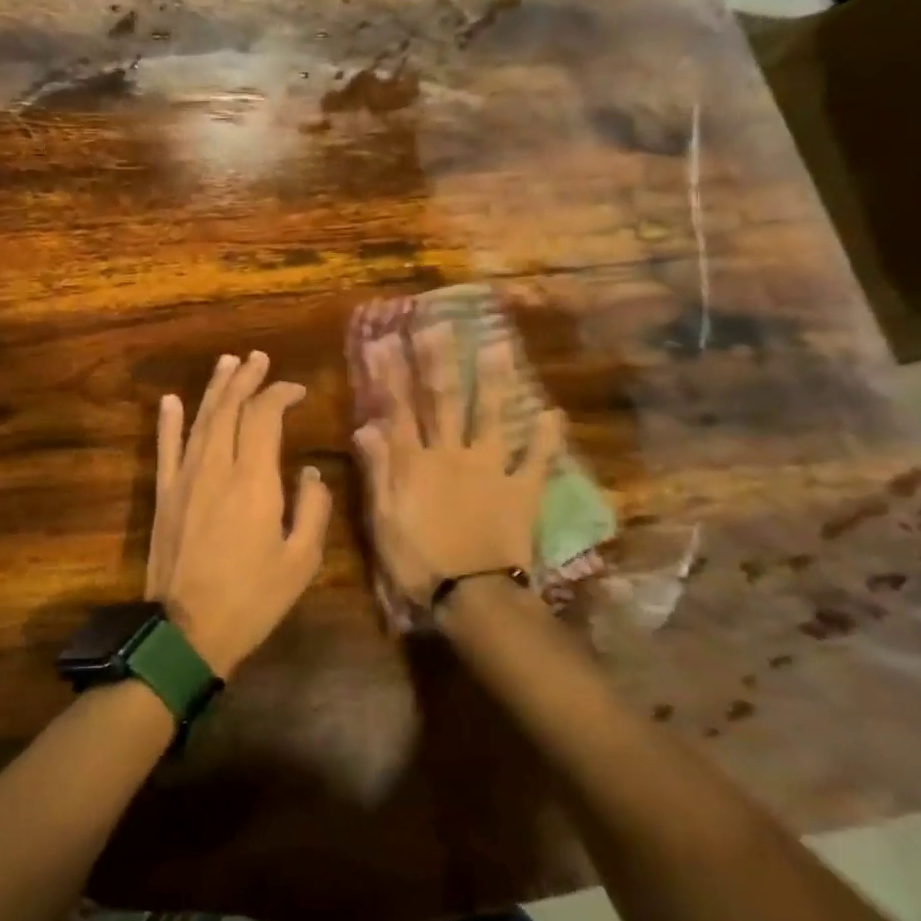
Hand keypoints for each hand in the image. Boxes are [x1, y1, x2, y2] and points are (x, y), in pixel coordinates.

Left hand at [145, 351, 332, 676]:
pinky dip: (169, 422)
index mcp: (254, 480)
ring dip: (214, 389)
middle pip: (229, 408)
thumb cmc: (252, 599)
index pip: (264, 417)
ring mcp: (184, 479)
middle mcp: (216, 468)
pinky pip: (165, 449)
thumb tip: (309, 474)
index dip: (280, 395)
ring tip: (226, 363)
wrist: (186, 631)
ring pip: (199, 420)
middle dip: (245, 379)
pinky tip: (171, 401)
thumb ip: (312, 510)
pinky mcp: (164, 496)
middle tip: (258, 359)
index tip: (296, 391)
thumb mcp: (301, 561)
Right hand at [352, 323, 563, 606]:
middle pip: (444, 401)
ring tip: (497, 345)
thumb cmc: (418, 561)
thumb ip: (378, 471)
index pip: (399, 409)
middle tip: (438, 324)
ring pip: (492, 416)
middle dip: (439, 360)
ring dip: (494, 380)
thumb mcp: (383, 520)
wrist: (472, 595)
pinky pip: (537, 459)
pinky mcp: (522, 490)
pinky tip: (553, 412)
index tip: (385, 340)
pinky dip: (547, 437)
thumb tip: (366, 427)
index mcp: (416, 463)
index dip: (390, 374)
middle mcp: (453, 454)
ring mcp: (491, 469)